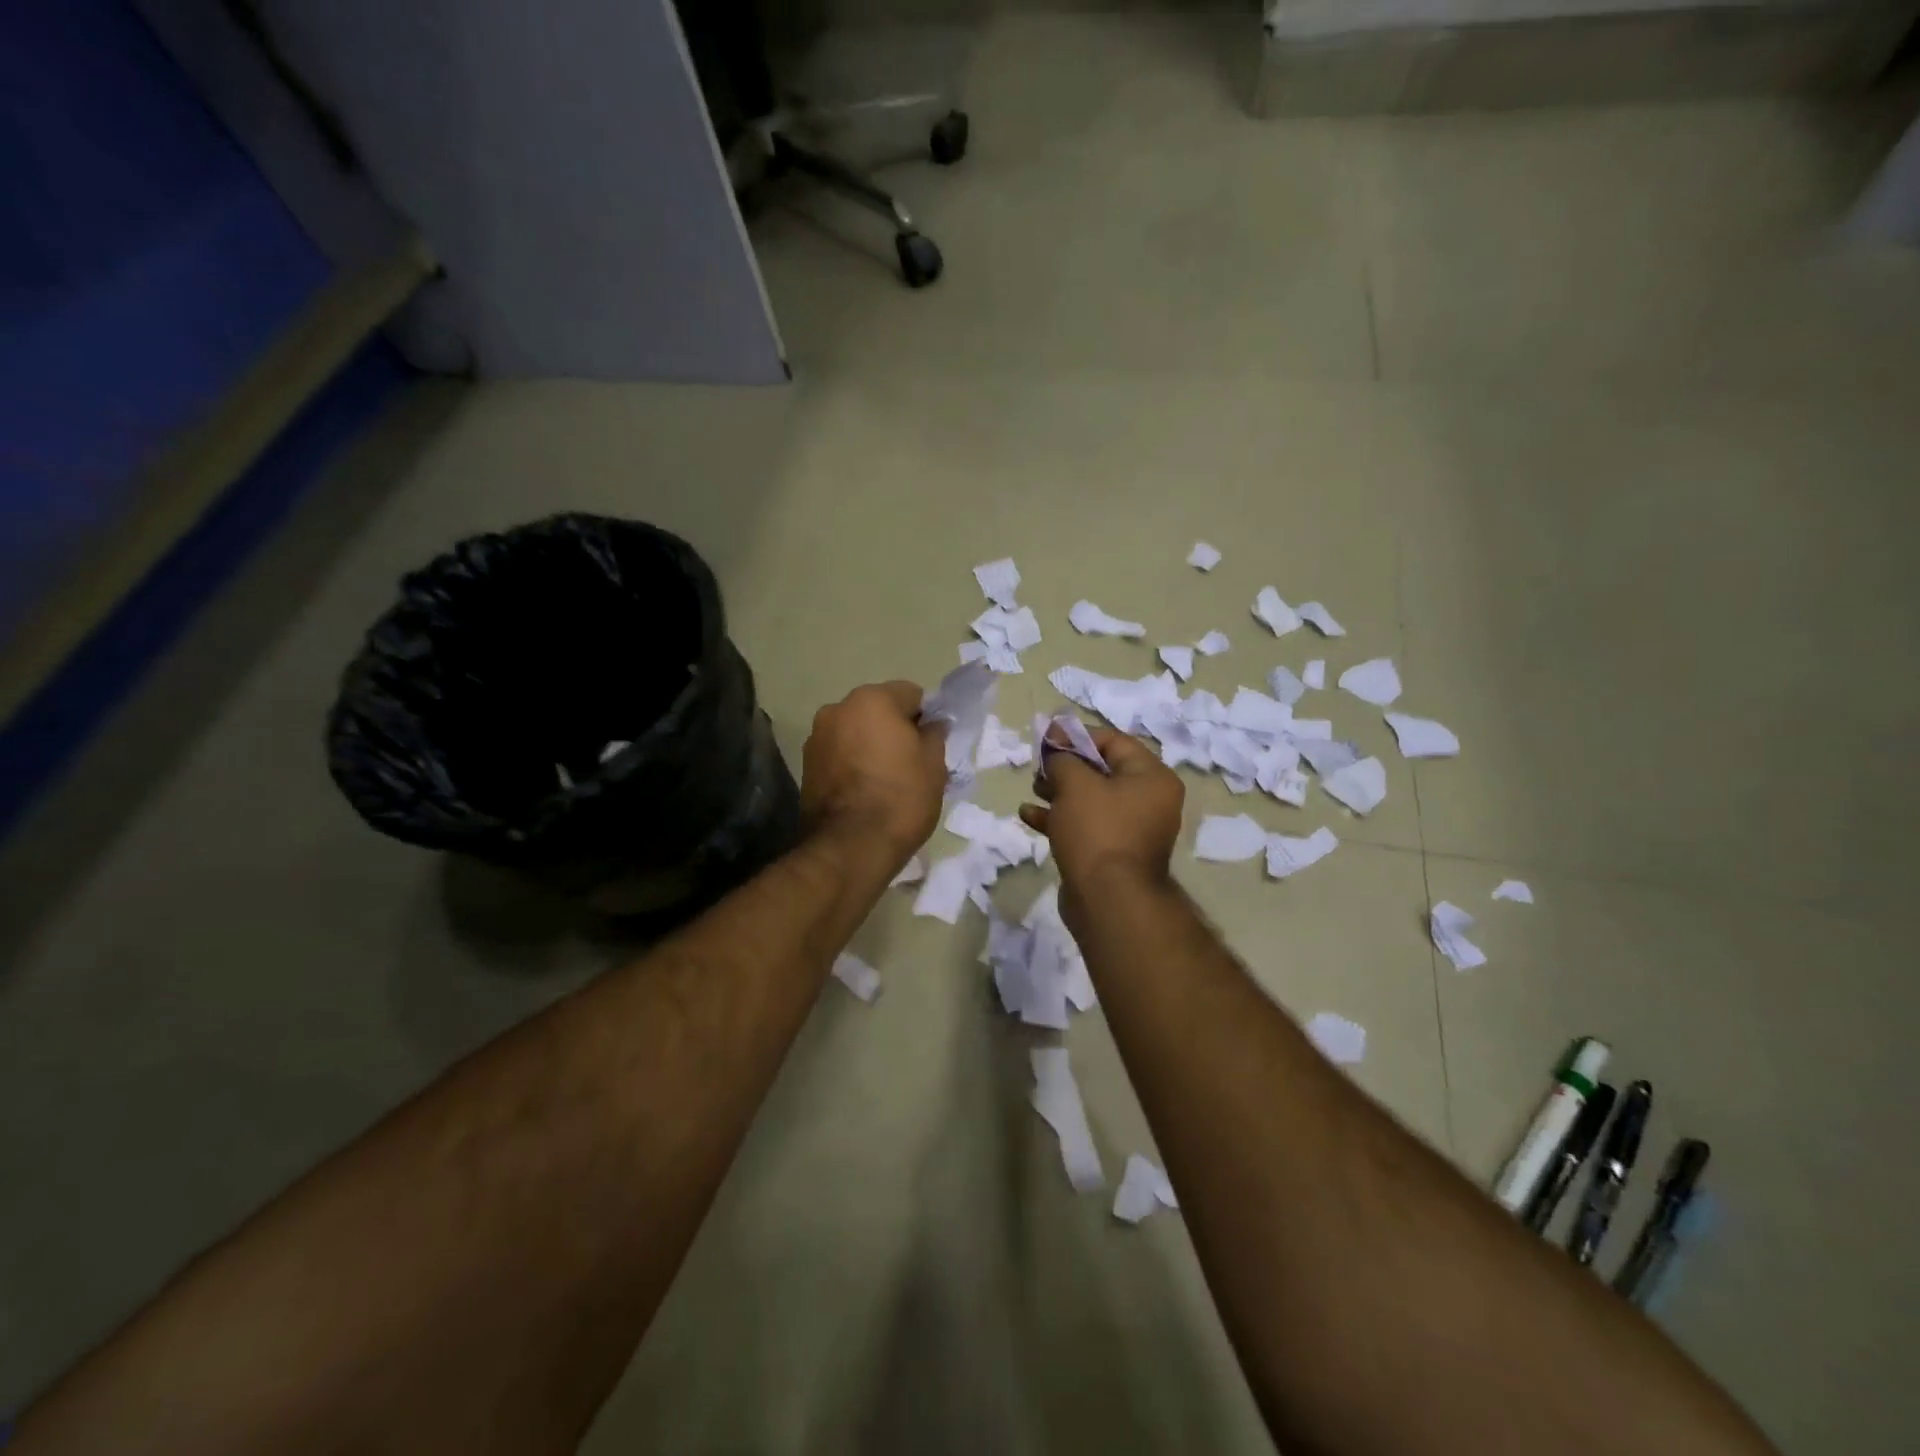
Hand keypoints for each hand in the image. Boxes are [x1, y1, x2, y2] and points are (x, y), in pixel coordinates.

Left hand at [800, 681, 946, 868]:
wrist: (850, 847)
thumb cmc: (900, 798)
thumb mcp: (934, 764)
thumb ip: (935, 734)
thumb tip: (932, 723)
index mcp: (871, 699)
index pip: (911, 694)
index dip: (926, 717)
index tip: (932, 745)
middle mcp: (838, 708)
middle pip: (878, 710)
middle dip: (894, 729)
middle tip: (911, 763)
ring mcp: (817, 736)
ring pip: (856, 731)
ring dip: (870, 745)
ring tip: (885, 780)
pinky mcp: (806, 765)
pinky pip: (839, 753)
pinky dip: (852, 763)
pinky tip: (864, 790)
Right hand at [1020, 726, 1183, 899]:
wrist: (1108, 901)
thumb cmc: (1097, 830)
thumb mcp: (1075, 783)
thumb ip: (1062, 758)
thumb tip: (1056, 748)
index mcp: (1152, 777)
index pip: (1114, 741)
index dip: (1077, 735)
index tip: (1046, 738)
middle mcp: (1149, 801)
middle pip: (1103, 770)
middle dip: (1067, 766)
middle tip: (1039, 767)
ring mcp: (1131, 830)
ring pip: (1091, 800)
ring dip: (1059, 791)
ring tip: (1033, 788)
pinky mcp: (1111, 854)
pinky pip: (1085, 826)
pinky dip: (1059, 818)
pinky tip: (1029, 815)